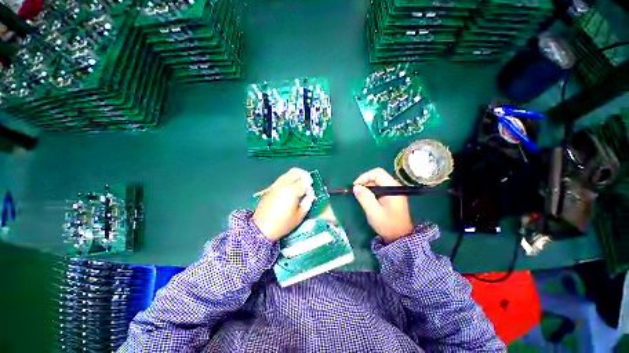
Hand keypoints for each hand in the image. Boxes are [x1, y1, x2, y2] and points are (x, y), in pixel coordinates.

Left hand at [253, 168, 313, 241]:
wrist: (260, 229)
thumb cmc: (282, 224)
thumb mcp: (299, 217)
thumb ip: (307, 203)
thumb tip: (310, 195)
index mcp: (292, 191)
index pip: (305, 181)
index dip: (310, 186)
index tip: (310, 193)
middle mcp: (283, 185)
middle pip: (296, 172)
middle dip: (304, 175)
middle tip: (307, 183)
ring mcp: (275, 185)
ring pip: (288, 173)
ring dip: (295, 176)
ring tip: (299, 185)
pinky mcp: (270, 188)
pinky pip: (281, 179)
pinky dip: (288, 179)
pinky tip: (289, 189)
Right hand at [353, 168, 413, 242]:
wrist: (400, 237)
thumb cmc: (388, 224)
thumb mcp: (374, 212)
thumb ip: (365, 198)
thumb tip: (356, 187)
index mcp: (393, 187)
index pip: (377, 173)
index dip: (364, 176)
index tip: (355, 186)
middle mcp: (394, 186)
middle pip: (377, 176)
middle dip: (365, 181)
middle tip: (356, 191)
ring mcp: (393, 190)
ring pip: (377, 181)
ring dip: (367, 186)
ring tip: (360, 195)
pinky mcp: (391, 195)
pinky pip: (379, 187)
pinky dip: (371, 190)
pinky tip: (366, 197)